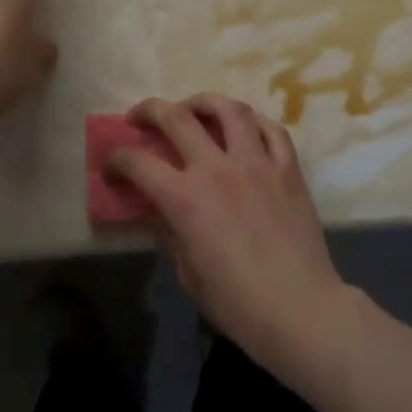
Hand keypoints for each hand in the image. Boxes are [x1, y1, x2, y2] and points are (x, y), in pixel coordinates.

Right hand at [106, 94, 347, 370]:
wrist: (300, 309)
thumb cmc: (237, 302)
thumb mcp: (187, 272)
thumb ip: (169, 231)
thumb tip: (157, 209)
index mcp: (185, 198)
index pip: (137, 162)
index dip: (116, 160)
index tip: (111, 168)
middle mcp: (217, 168)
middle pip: (176, 117)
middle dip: (149, 111)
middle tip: (140, 118)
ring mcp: (257, 163)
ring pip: (229, 109)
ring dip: (204, 102)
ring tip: (194, 108)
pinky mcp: (288, 168)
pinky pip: (272, 130)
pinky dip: (254, 122)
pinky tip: (245, 127)